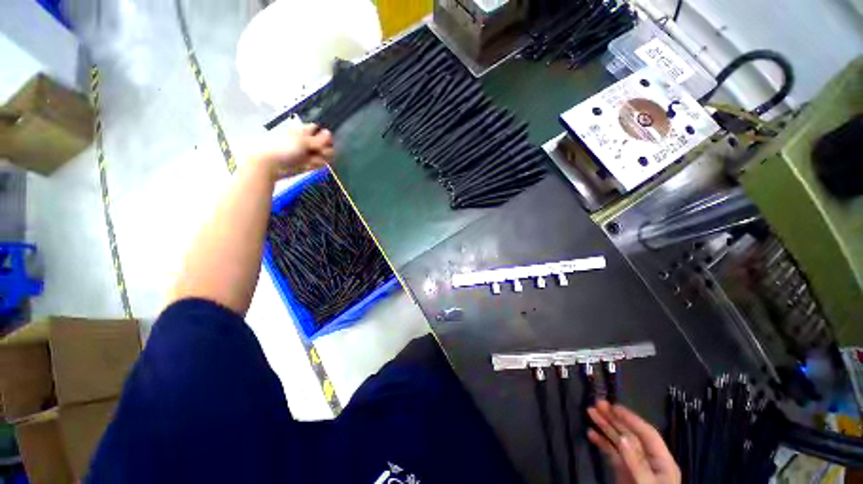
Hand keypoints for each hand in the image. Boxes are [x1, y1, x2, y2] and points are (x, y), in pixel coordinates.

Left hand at [253, 123, 334, 180]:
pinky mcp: (309, 164)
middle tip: (320, 152)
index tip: (327, 141)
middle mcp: (308, 141)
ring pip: (324, 155)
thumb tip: (329, 132)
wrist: (274, 165)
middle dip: (325, 148)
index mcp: (304, 132)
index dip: (325, 135)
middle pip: (324, 143)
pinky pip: (320, 163)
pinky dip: (317, 165)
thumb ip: (318, 139)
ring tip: (313, 160)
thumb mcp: (303, 141)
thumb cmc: (286, 148)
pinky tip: (311, 165)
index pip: (319, 130)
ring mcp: (309, 153)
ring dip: (322, 158)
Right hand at [587, 401, 679, 483]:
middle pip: (630, 434)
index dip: (631, 418)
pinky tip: (591, 434)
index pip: (646, 434)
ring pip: (619, 441)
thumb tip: (622, 437)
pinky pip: (612, 454)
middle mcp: (648, 460)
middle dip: (613, 419)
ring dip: (605, 426)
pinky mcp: (624, 473)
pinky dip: (602, 442)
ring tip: (590, 413)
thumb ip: (637, 463)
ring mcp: (635, 466)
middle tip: (596, 404)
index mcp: (661, 462)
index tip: (613, 406)